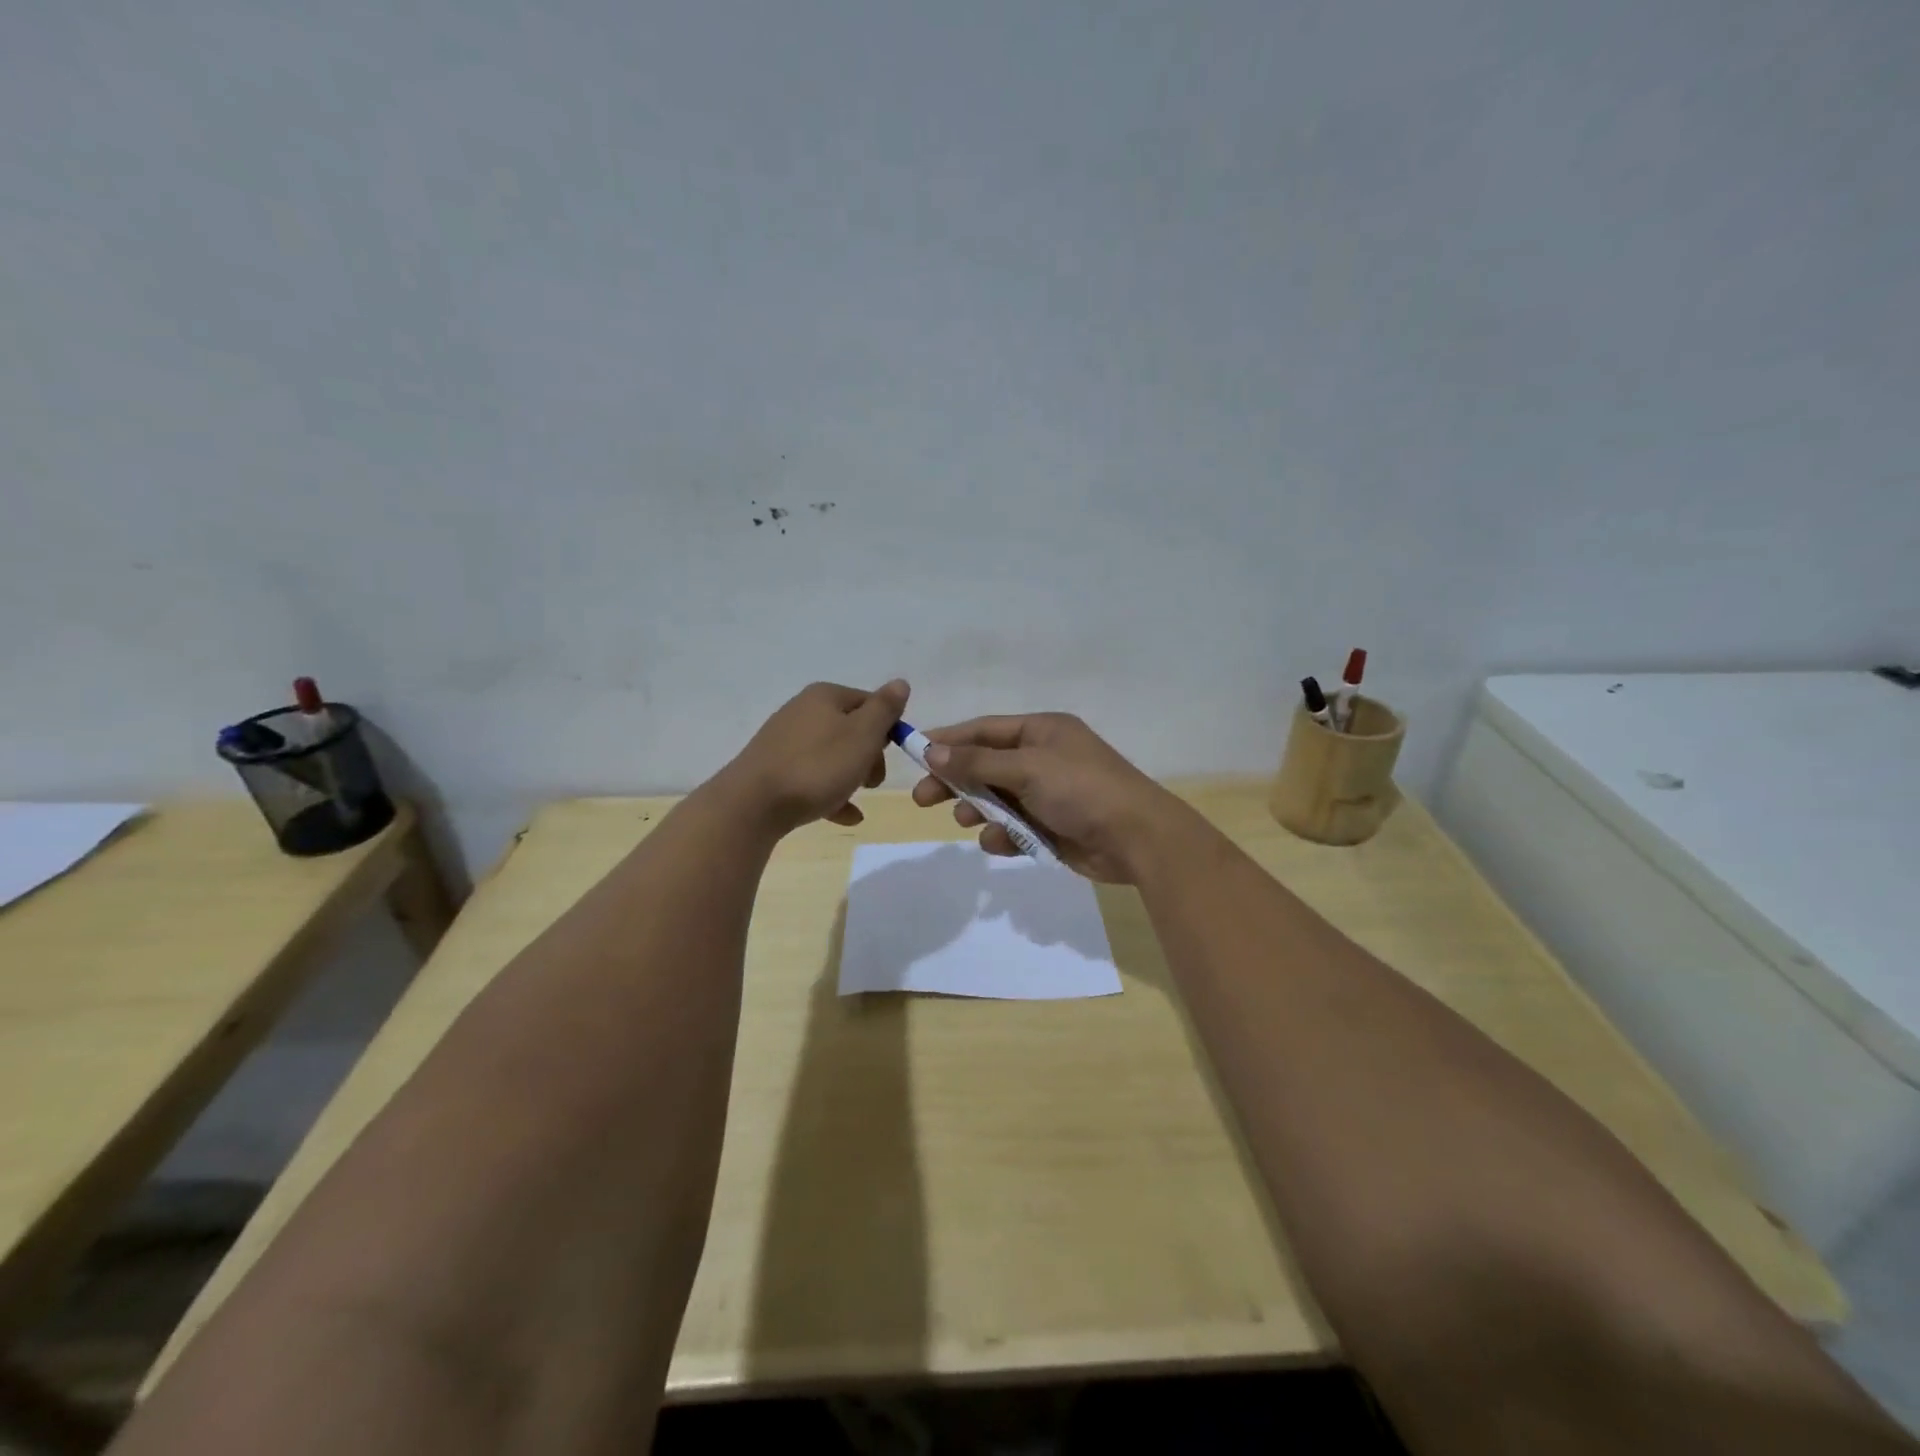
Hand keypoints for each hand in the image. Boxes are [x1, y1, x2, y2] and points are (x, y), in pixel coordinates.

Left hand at [719, 680, 908, 834]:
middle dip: (869, 757)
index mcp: (825, 696)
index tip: (892, 755)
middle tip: (872, 781)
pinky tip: (846, 816)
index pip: (869, 702)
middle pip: (850, 730)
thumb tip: (900, 683)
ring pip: (832, 756)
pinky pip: (812, 778)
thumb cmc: (817, 766)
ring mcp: (785, 741)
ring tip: (857, 801)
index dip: (887, 728)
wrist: (752, 804)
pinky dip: (831, 794)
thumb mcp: (862, 735)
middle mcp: (802, 711)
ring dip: (851, 777)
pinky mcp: (774, 770)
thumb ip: (884, 709)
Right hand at [909, 713, 1194, 882]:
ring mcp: (1048, 794)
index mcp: (1041, 731)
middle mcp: (1043, 758)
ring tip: (967, 821)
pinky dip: (1003, 835)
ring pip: (997, 799)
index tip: (914, 754)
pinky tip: (1000, 842)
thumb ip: (976, 762)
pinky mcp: (1052, 827)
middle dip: (956, 781)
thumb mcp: (1026, 768)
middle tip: (922, 799)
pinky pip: (1015, 828)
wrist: (1136, 838)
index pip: (984, 730)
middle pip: (985, 766)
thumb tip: (932, 751)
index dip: (948, 740)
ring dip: (978, 810)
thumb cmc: (1081, 789)